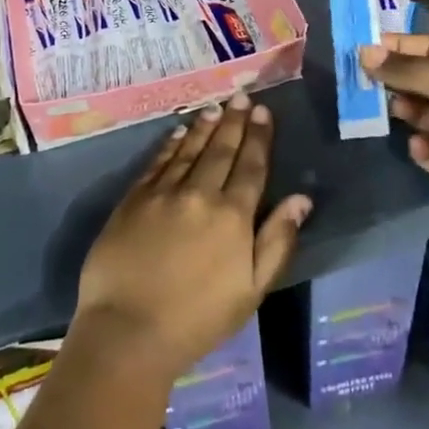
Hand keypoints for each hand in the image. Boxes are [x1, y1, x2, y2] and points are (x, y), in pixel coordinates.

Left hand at [75, 93, 312, 384]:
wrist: (128, 331)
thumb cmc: (198, 319)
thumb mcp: (252, 291)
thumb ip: (277, 241)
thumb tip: (301, 200)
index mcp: (233, 216)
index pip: (251, 166)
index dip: (259, 137)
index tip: (263, 112)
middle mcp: (200, 194)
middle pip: (221, 150)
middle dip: (234, 121)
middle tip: (242, 97)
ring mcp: (164, 193)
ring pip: (190, 149)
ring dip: (205, 126)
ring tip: (216, 107)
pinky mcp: (134, 198)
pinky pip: (158, 161)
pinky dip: (172, 144)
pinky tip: (180, 132)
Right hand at [360, 33, 428, 230]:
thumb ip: (405, 68)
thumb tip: (365, 53)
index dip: (402, 46)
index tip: (367, 48)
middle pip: (424, 80)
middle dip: (398, 79)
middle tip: (368, 80)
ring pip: (421, 113)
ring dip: (407, 110)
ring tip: (399, 111)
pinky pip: (426, 147)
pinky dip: (420, 145)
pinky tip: (421, 146)